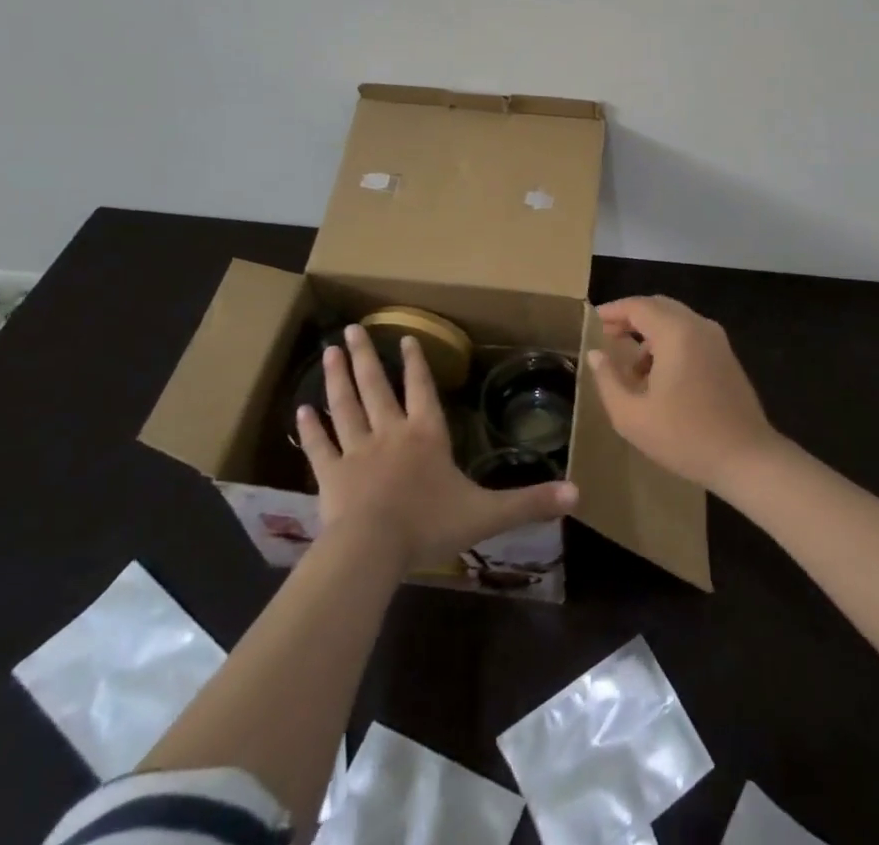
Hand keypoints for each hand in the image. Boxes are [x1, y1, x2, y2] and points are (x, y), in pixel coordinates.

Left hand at [296, 325, 577, 570]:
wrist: (372, 549)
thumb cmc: (430, 524)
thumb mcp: (487, 514)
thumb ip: (529, 502)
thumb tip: (578, 493)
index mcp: (426, 435)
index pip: (422, 390)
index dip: (417, 363)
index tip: (404, 336)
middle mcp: (390, 432)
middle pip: (377, 387)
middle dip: (366, 357)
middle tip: (350, 328)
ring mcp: (357, 451)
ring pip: (345, 406)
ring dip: (337, 378)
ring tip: (328, 351)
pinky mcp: (330, 475)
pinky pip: (320, 446)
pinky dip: (311, 429)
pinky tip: (300, 410)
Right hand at [585, 296, 780, 494]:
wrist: (746, 459)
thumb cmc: (685, 437)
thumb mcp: (632, 416)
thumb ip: (608, 380)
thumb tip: (596, 355)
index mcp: (676, 332)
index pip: (638, 306)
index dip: (613, 310)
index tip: (593, 321)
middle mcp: (698, 326)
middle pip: (658, 306)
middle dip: (631, 318)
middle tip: (608, 336)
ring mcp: (717, 340)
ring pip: (676, 320)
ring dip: (650, 333)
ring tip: (631, 366)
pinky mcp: (726, 356)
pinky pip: (691, 335)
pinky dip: (669, 342)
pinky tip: (659, 376)